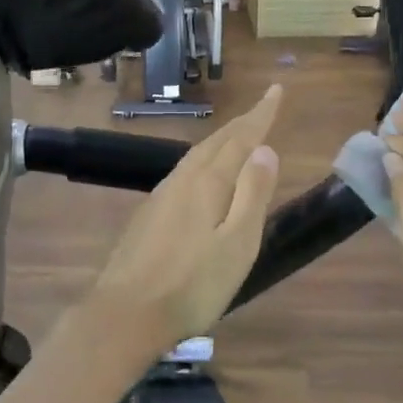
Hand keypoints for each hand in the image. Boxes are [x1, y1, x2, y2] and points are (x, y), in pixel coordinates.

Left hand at [87, 85, 281, 346]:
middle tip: (261, 108)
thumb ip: (252, 194)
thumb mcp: (237, 243)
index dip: (260, 114)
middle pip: (216, 142)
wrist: (126, 313)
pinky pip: (183, 173)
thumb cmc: (193, 285)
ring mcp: (161, 196)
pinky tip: (201, 175)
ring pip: (196, 156)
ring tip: (236, 136)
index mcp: (208, 183)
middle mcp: (182, 180)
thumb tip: (265, 149)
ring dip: (220, 141)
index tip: (276, 90)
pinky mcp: (148, 215)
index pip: (240, 138)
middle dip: (241, 124)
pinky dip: (202, 162)